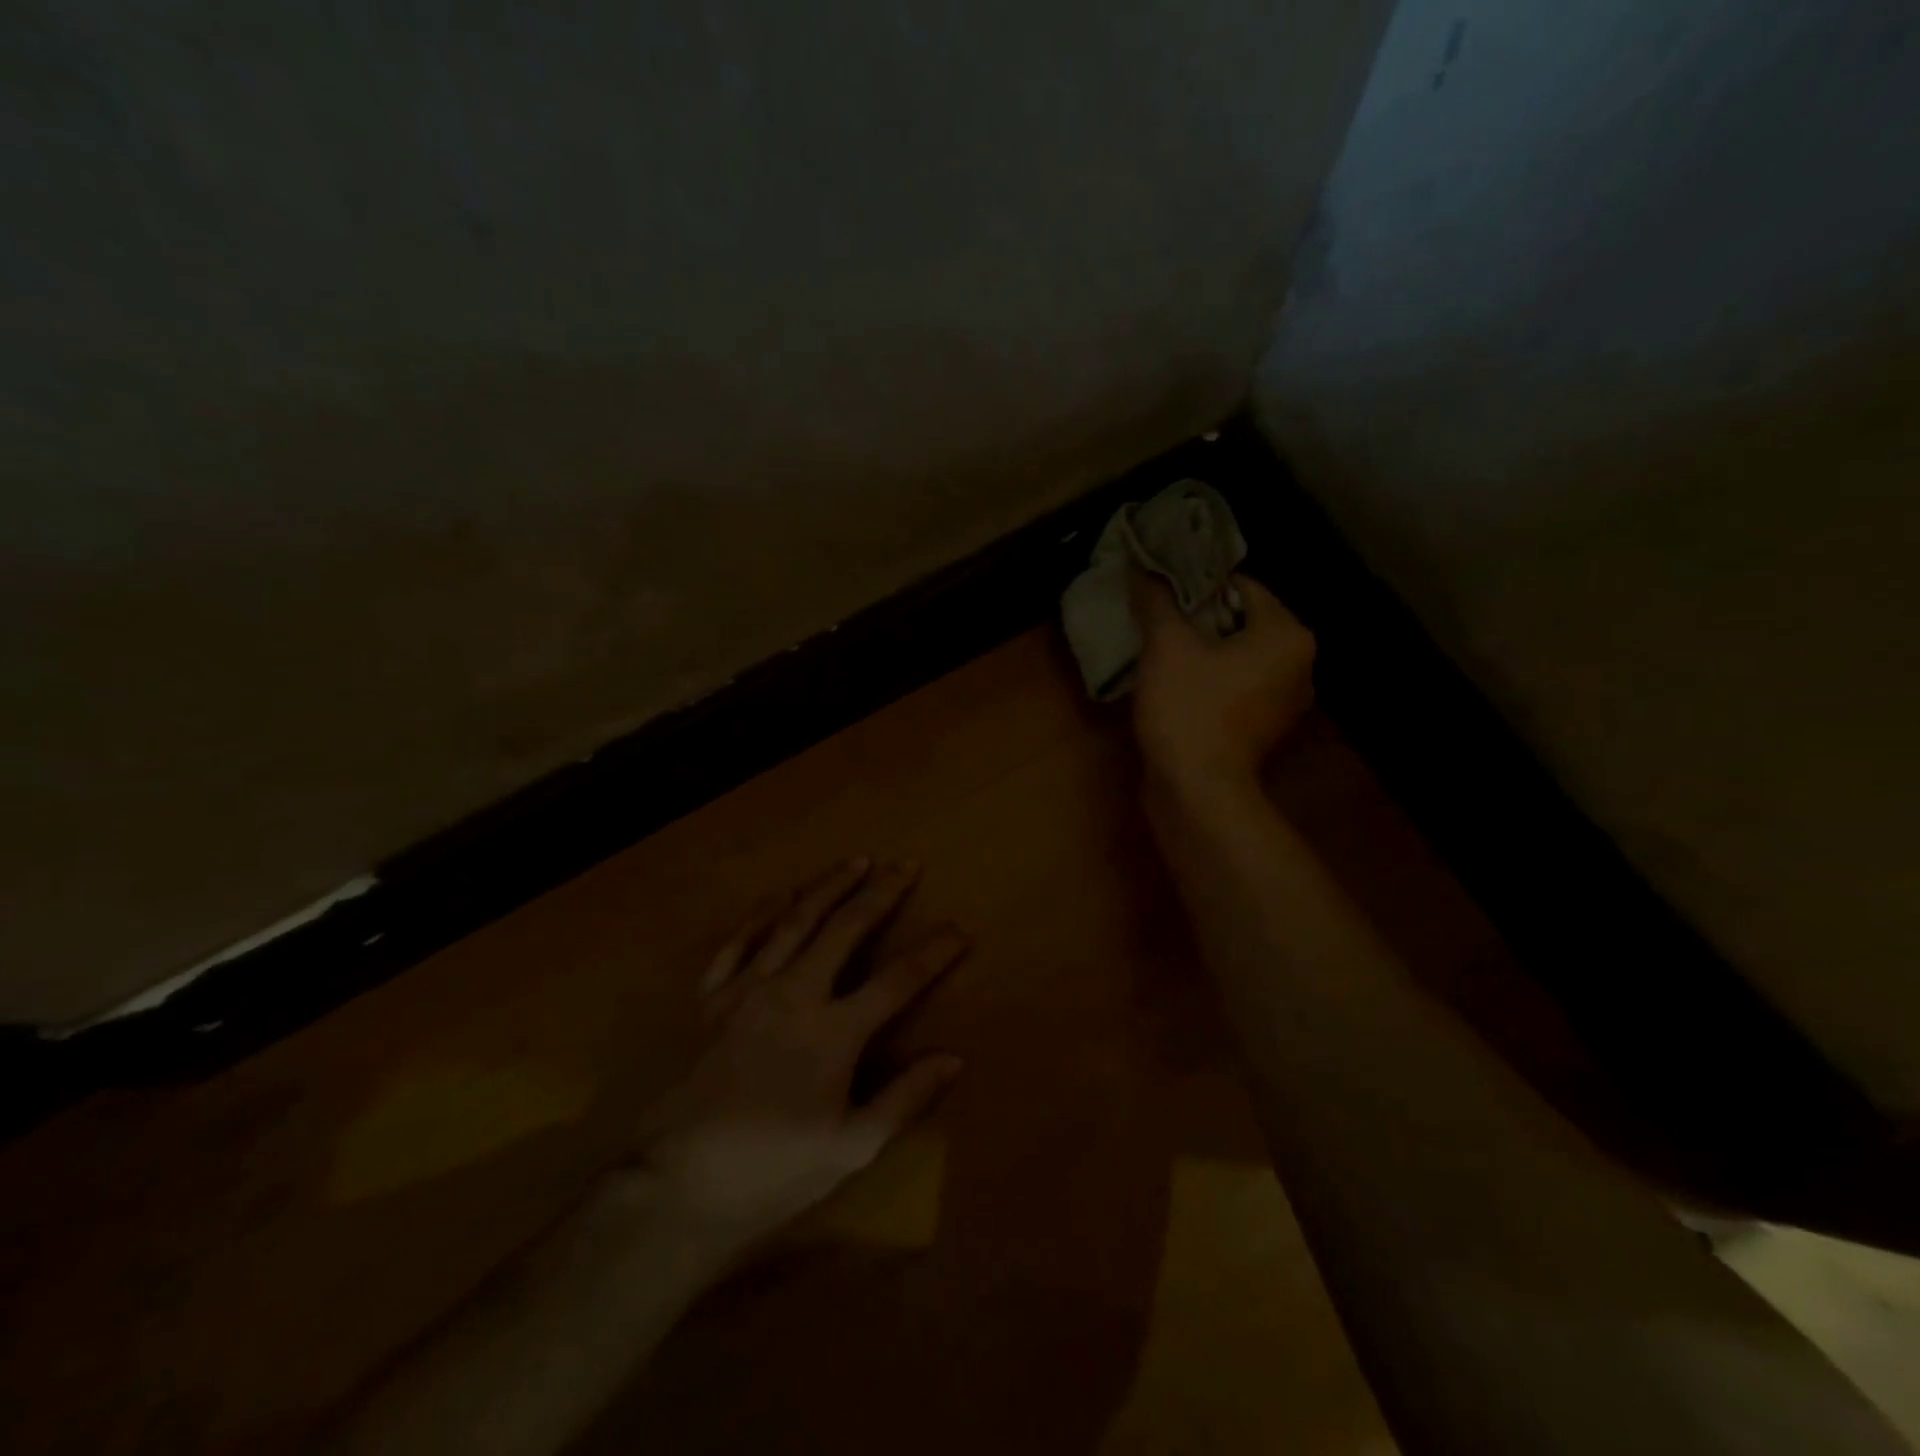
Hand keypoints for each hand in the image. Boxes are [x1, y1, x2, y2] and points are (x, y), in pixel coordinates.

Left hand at [636, 859, 966, 1252]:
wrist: (677, 1183)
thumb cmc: (772, 1170)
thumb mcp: (850, 1148)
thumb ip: (904, 1098)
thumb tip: (955, 1058)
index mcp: (833, 1032)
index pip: (897, 980)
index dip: (932, 953)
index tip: (959, 929)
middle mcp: (794, 994)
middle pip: (845, 929)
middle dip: (880, 893)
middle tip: (905, 863)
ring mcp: (749, 991)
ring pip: (794, 922)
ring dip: (827, 887)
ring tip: (854, 861)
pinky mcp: (713, 1000)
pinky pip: (736, 944)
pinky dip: (758, 916)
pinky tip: (776, 896)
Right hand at [1131, 572, 1316, 794]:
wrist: (1197, 791)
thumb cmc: (1189, 709)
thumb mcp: (1166, 646)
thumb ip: (1156, 601)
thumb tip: (1142, 566)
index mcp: (1288, 635)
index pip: (1242, 586)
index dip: (1197, 583)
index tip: (1161, 589)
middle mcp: (1299, 665)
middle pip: (1241, 622)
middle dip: (1198, 617)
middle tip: (1157, 616)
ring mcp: (1283, 702)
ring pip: (1237, 656)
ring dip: (1202, 649)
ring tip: (1161, 647)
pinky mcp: (1263, 729)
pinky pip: (1235, 686)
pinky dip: (1209, 679)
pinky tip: (1175, 683)